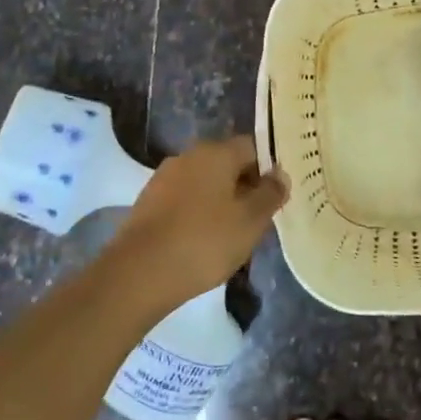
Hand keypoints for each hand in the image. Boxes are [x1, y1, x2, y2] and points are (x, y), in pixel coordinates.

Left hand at [102, 135, 287, 307]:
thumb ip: (270, 194)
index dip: (269, 169)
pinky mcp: (149, 202)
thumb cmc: (205, 241)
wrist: (139, 272)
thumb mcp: (250, 221)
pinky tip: (204, 241)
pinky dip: (198, 213)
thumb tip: (280, 174)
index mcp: (216, 152)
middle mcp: (188, 156)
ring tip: (233, 234)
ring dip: (221, 201)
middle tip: (260, 219)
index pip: (253, 147)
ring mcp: (164, 178)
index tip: (277, 197)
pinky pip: (185, 200)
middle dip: (245, 186)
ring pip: (205, 183)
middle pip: (227, 163)